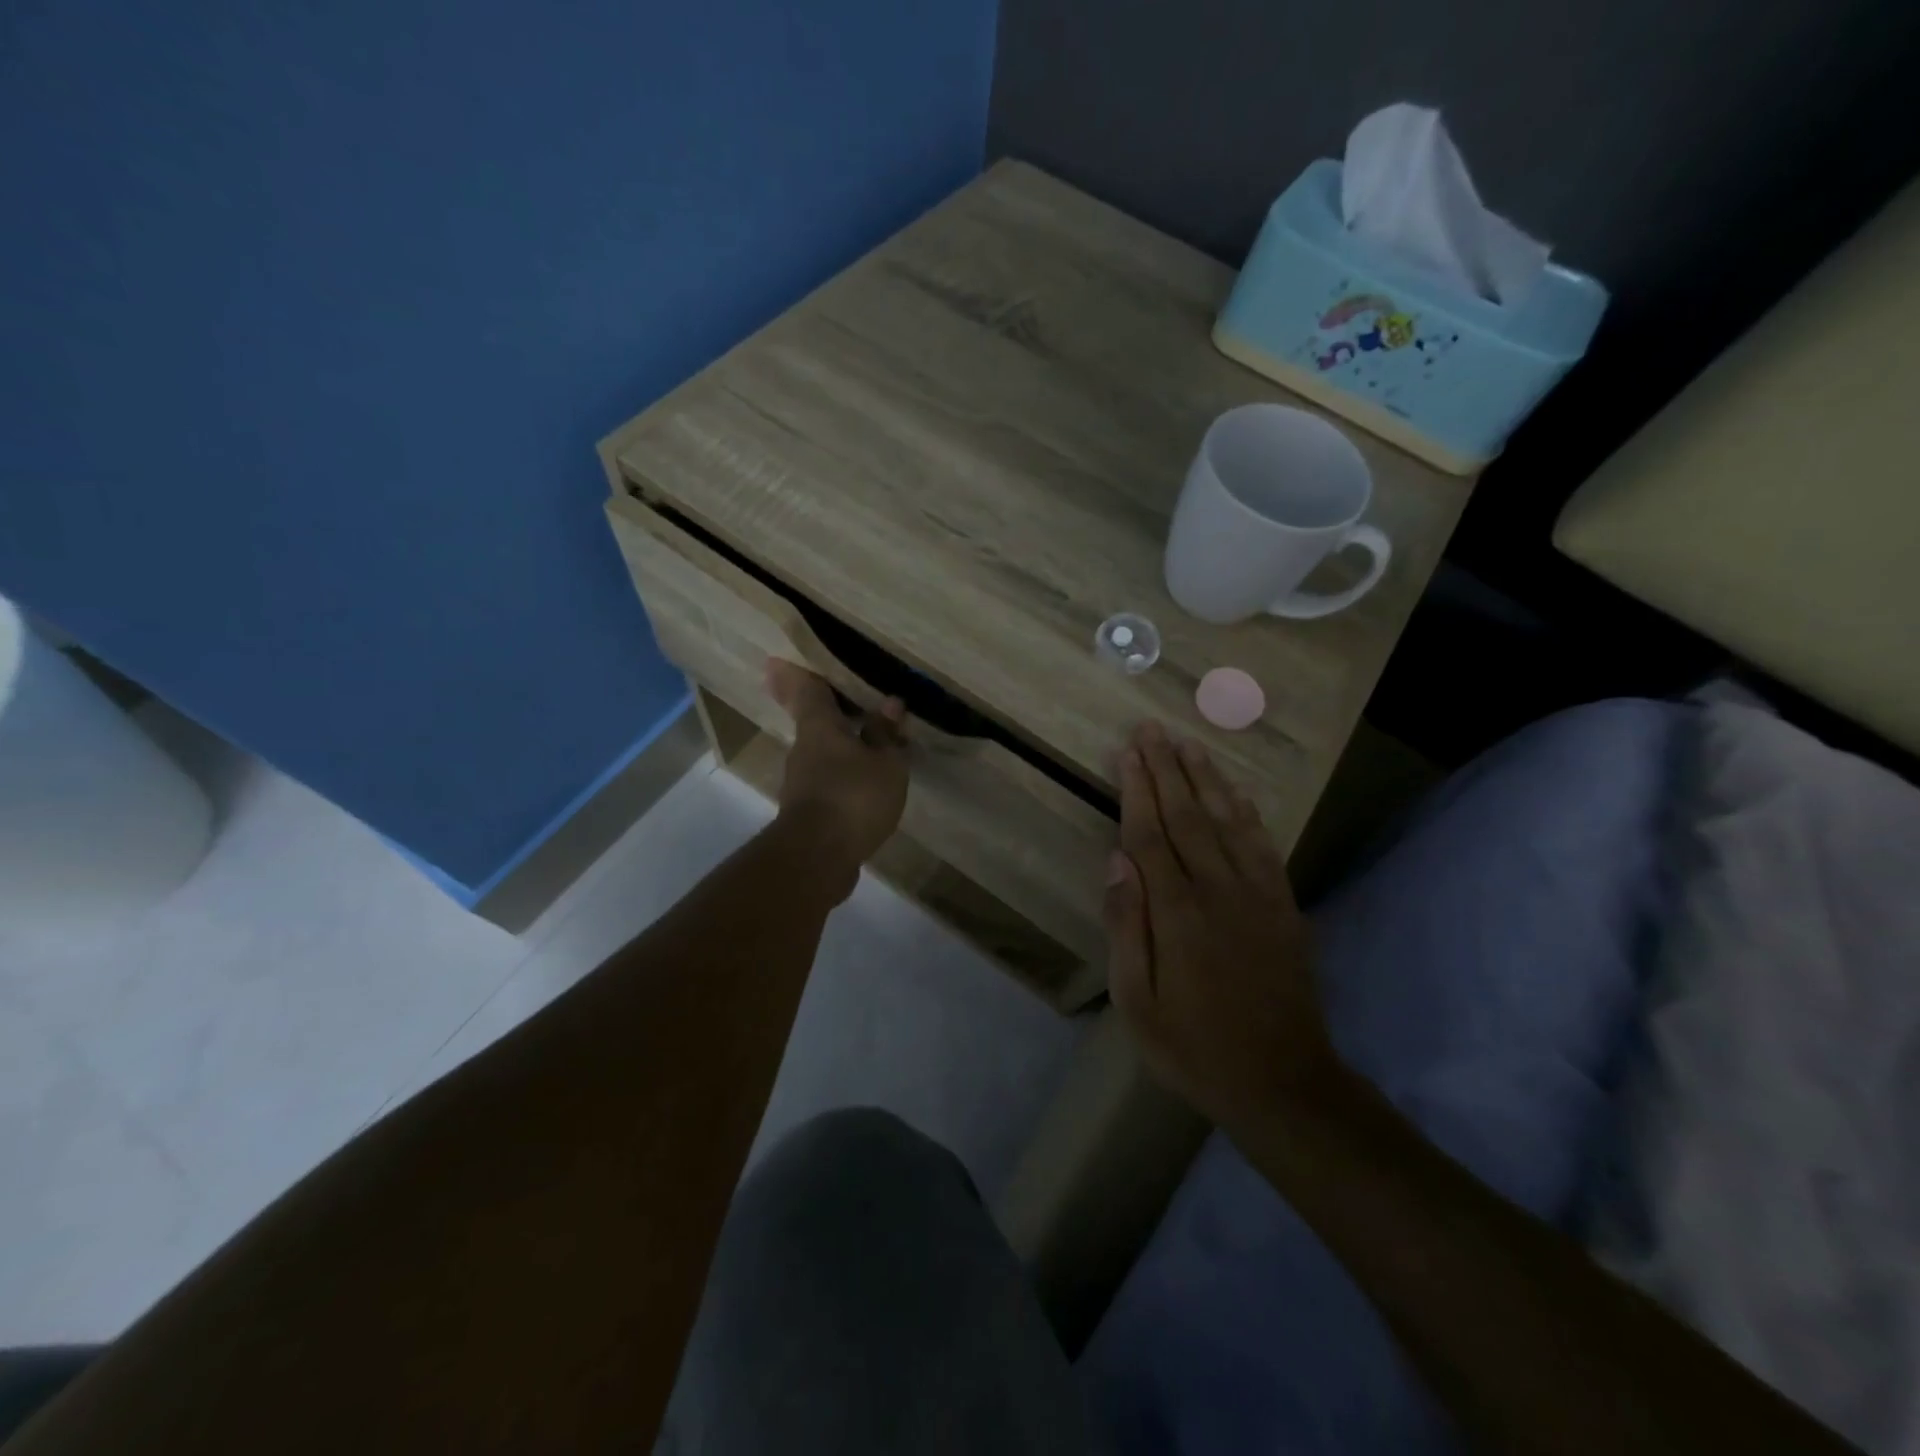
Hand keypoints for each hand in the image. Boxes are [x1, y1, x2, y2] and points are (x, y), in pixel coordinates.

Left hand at [765, 660, 908, 892]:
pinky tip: (867, 783)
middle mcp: (804, 749)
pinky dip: (845, 775)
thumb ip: (886, 735)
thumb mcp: (885, 764)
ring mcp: (802, 782)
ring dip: (843, 746)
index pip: (807, 689)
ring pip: (822, 753)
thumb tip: (890, 705)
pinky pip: (829, 781)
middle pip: (814, 721)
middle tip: (848, 701)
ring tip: (873, 744)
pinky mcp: (808, 811)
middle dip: (828, 711)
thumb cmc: (853, 797)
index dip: (798, 673)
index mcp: (819, 727)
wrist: (817, 858)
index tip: (779, 660)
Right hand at [1105, 722, 1337, 1132]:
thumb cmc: (1195, 1047)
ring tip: (1189, 743)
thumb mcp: (1137, 1003)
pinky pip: (1263, 847)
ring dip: (1206, 779)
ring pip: (1227, 821)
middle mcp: (1219, 891)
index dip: (1137, 790)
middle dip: (1166, 769)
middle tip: (1151, 729)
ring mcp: (1258, 896)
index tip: (1128, 752)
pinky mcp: (1284, 907)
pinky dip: (1247, 813)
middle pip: (1187, 816)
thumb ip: (1127, 927)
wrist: (1284, 1084)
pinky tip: (1235, 792)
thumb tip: (1116, 862)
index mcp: (1177, 913)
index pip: (1150, 835)